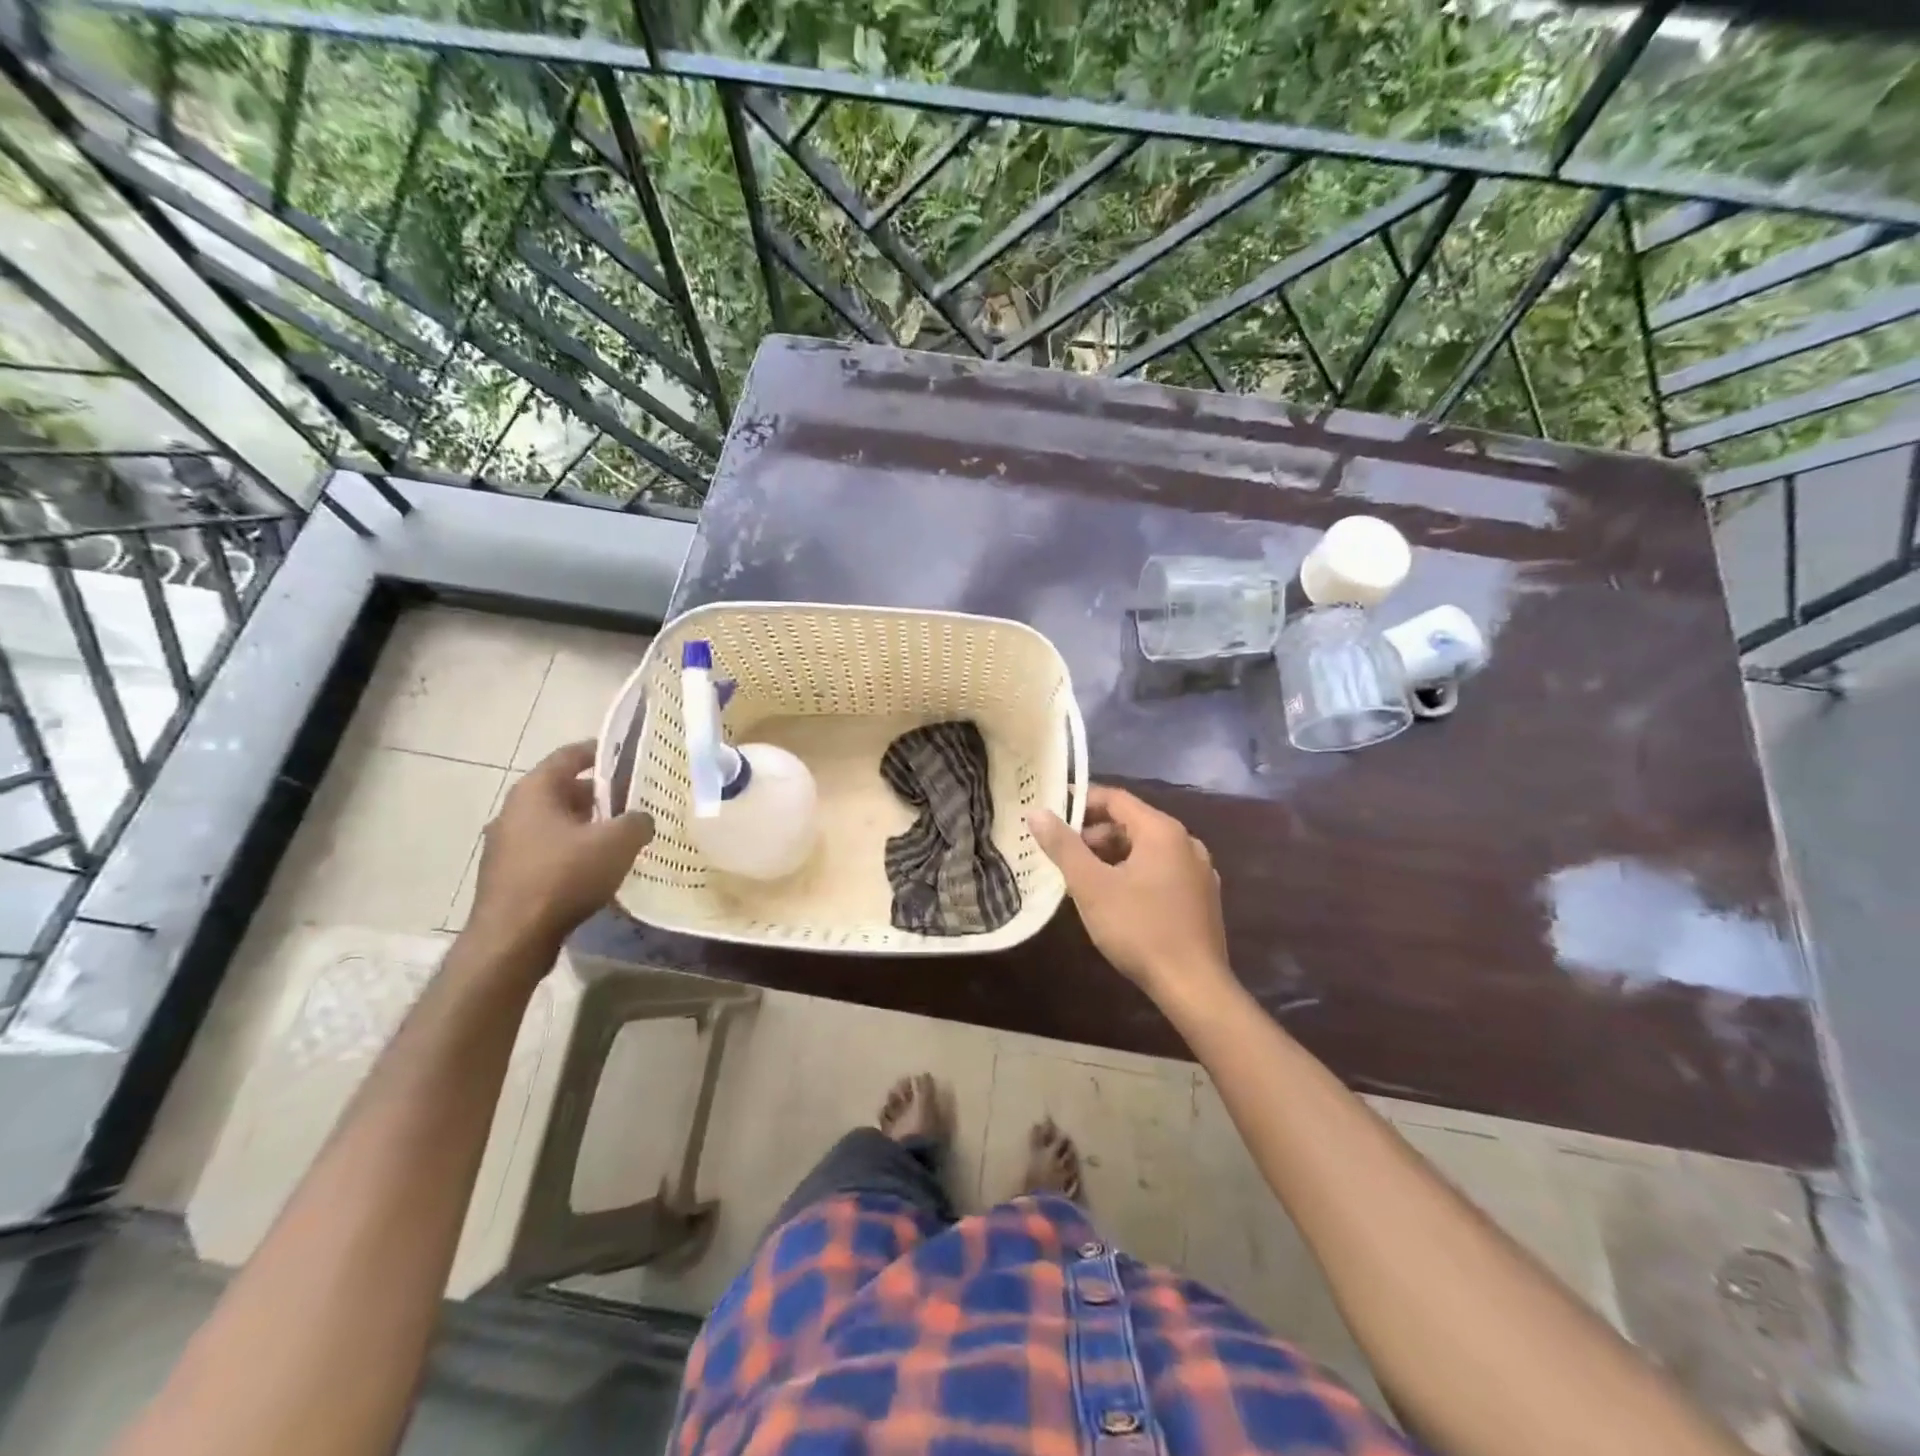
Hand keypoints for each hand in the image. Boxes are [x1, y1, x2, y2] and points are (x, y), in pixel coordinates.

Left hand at [469, 741, 653, 950]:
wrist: (513, 938)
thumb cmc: (564, 876)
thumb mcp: (617, 842)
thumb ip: (637, 821)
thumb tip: (642, 819)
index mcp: (534, 791)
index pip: (568, 756)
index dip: (597, 751)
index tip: (624, 754)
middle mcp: (514, 811)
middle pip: (562, 791)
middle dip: (598, 794)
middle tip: (632, 800)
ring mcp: (506, 845)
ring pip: (554, 823)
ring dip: (585, 826)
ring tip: (619, 836)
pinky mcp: (508, 876)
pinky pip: (547, 851)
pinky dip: (572, 851)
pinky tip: (596, 869)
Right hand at [1028, 785, 1231, 996]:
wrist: (1194, 987)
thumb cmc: (1139, 929)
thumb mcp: (1091, 886)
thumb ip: (1063, 846)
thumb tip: (1037, 812)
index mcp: (1162, 831)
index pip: (1116, 799)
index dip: (1081, 802)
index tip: (1052, 816)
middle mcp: (1186, 842)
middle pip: (1132, 823)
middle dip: (1094, 834)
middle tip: (1063, 855)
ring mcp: (1199, 871)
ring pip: (1147, 849)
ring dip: (1112, 856)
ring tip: (1084, 879)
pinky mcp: (1202, 898)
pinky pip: (1162, 871)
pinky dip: (1135, 873)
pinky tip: (1116, 900)